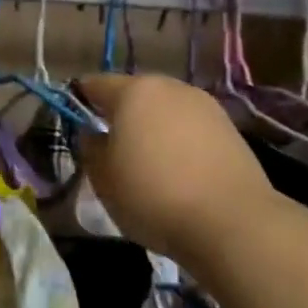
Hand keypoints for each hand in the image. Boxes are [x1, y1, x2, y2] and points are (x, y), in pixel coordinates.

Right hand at [73, 73, 281, 274]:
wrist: (232, 223)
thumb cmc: (153, 195)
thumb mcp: (103, 178)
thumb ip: (91, 148)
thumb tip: (93, 134)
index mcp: (134, 91)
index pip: (95, 84)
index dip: (80, 101)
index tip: (75, 124)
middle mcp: (170, 87)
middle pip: (134, 94)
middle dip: (120, 114)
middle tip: (111, 147)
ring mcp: (204, 106)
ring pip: (165, 110)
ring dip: (152, 128)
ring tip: (147, 162)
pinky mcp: (230, 129)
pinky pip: (190, 128)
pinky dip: (179, 141)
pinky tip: (178, 171)